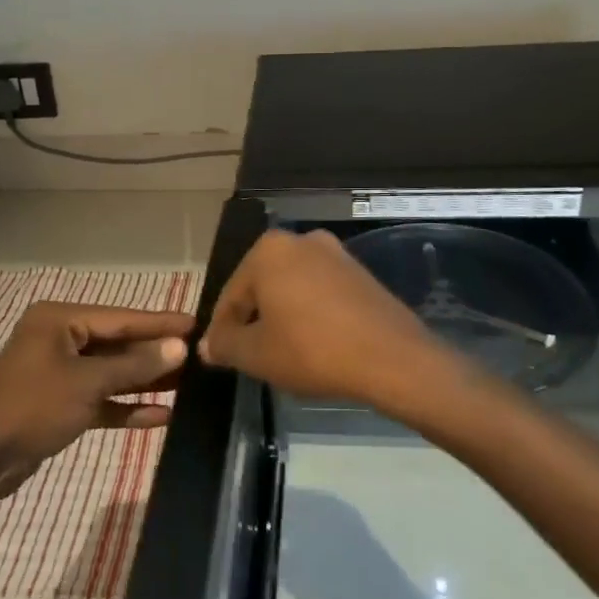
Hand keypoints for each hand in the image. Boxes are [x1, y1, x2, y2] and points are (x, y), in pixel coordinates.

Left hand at [0, 301, 194, 500]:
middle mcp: (60, 340)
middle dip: (155, 354)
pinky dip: (124, 407)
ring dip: (145, 381)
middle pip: (118, 344)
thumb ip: (135, 366)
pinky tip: (161, 416)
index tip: (197, 323)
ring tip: (189, 384)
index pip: (122, 318)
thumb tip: (179, 346)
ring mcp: (58, 374)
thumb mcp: (87, 384)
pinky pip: (99, 400)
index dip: (160, 323)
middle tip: (199, 356)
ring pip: (111, 373)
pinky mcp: (58, 406)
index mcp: (60, 321)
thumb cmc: (31, 407)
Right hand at [199, 230, 459, 415]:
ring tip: (282, 353)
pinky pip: (320, 292)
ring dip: (282, 316)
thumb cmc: (312, 350)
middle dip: (253, 319)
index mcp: (268, 251)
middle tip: (250, 356)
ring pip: (292, 288)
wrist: (391, 358)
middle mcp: (300, 240)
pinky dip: (310, 314)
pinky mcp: (359, 272)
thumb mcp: (256, 354)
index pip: (231, 295)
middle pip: (261, 286)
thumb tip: (207, 345)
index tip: (219, 356)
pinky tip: (314, 344)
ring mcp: (334, 253)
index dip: (221, 330)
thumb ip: (225, 345)